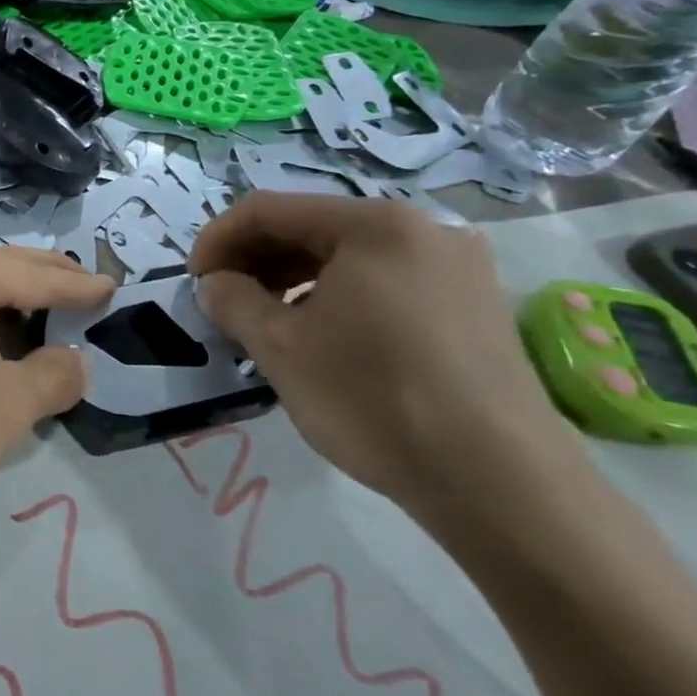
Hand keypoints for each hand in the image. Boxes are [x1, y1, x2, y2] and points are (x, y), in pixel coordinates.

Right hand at [190, 193, 586, 527]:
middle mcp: (423, 229)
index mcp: (374, 225)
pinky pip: (385, 281)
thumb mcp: (279, 347)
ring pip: (348, 255)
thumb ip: (232, 301)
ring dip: (292, 279)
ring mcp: (457, 267)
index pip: (268, 210)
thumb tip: (214, 284)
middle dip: (255, 260)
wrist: (503, 485)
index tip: (194, 282)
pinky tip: (322, 336)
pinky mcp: (475, 306)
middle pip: (311, 227)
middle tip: (224, 303)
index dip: (217, 240)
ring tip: (266, 322)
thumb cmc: (374, 399)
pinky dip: (338, 296)